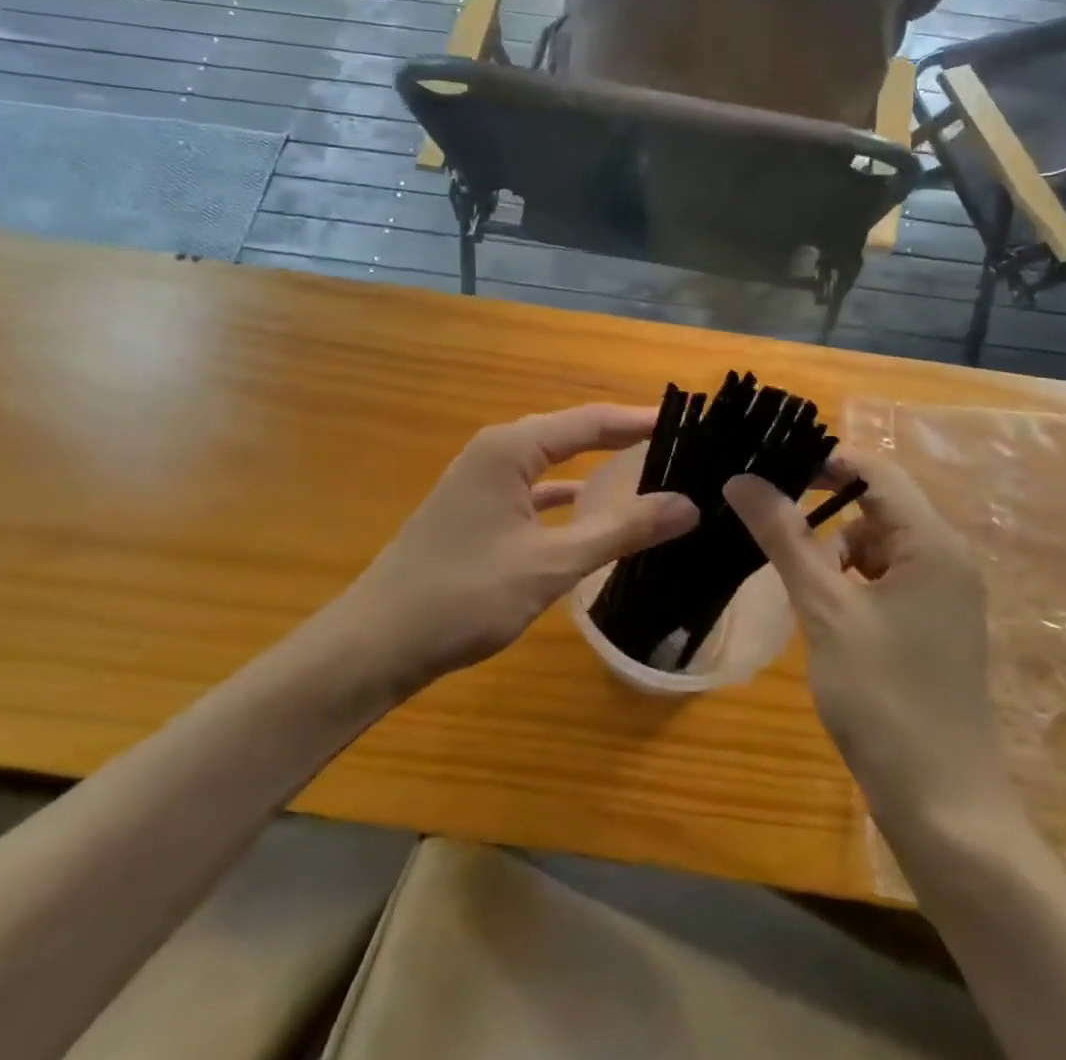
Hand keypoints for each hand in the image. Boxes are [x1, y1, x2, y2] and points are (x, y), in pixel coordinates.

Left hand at [347, 405, 698, 682]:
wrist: (376, 644)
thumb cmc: (464, 595)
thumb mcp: (551, 564)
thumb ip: (621, 531)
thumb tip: (689, 505)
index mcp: (510, 449)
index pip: (590, 421)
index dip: (639, 421)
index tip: (687, 424)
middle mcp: (495, 452)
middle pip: (571, 434)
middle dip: (620, 438)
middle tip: (675, 446)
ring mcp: (480, 481)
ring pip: (550, 462)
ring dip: (593, 466)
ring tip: (644, 469)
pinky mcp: (475, 511)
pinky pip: (532, 490)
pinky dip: (565, 495)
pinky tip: (589, 509)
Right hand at [724, 450, 1017, 832]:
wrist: (943, 806)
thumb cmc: (884, 697)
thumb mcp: (825, 609)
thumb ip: (785, 537)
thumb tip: (741, 479)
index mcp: (933, 543)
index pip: (875, 471)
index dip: (822, 462)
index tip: (768, 469)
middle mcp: (945, 558)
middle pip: (876, 506)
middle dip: (822, 509)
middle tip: (764, 517)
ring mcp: (940, 594)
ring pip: (875, 545)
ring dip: (832, 550)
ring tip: (793, 578)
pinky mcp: (929, 624)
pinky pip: (882, 579)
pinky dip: (847, 581)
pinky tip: (820, 608)